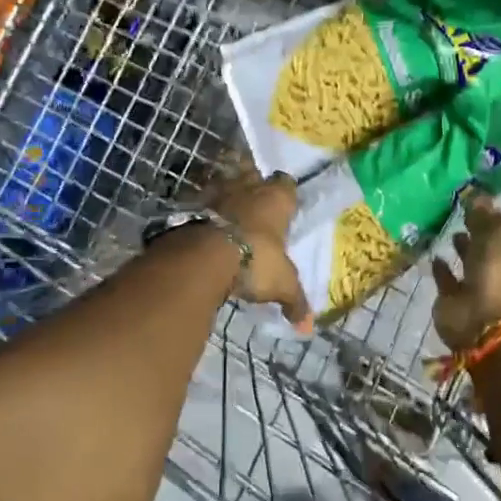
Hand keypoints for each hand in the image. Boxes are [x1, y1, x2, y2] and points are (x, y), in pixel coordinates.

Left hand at [208, 165, 313, 332]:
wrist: (205, 255)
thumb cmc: (255, 260)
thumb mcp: (281, 284)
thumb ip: (295, 301)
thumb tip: (308, 328)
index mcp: (276, 199)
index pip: (286, 184)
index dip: (285, 192)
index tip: (284, 203)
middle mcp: (249, 187)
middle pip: (253, 172)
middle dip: (253, 181)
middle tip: (253, 197)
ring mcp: (218, 191)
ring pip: (225, 180)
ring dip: (226, 191)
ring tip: (227, 207)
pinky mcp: (192, 202)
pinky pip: (200, 199)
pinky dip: (202, 207)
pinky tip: (203, 220)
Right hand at [431, 193, 500, 351]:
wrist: (483, 324)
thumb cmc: (497, 277)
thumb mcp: (495, 238)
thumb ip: (485, 217)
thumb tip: (477, 194)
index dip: (496, 218)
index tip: (479, 202)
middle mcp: (498, 270)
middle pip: (489, 247)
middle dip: (478, 232)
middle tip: (461, 212)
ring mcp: (477, 287)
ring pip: (470, 263)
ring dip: (462, 249)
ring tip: (450, 231)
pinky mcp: (454, 300)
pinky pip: (447, 281)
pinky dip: (441, 270)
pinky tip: (434, 256)